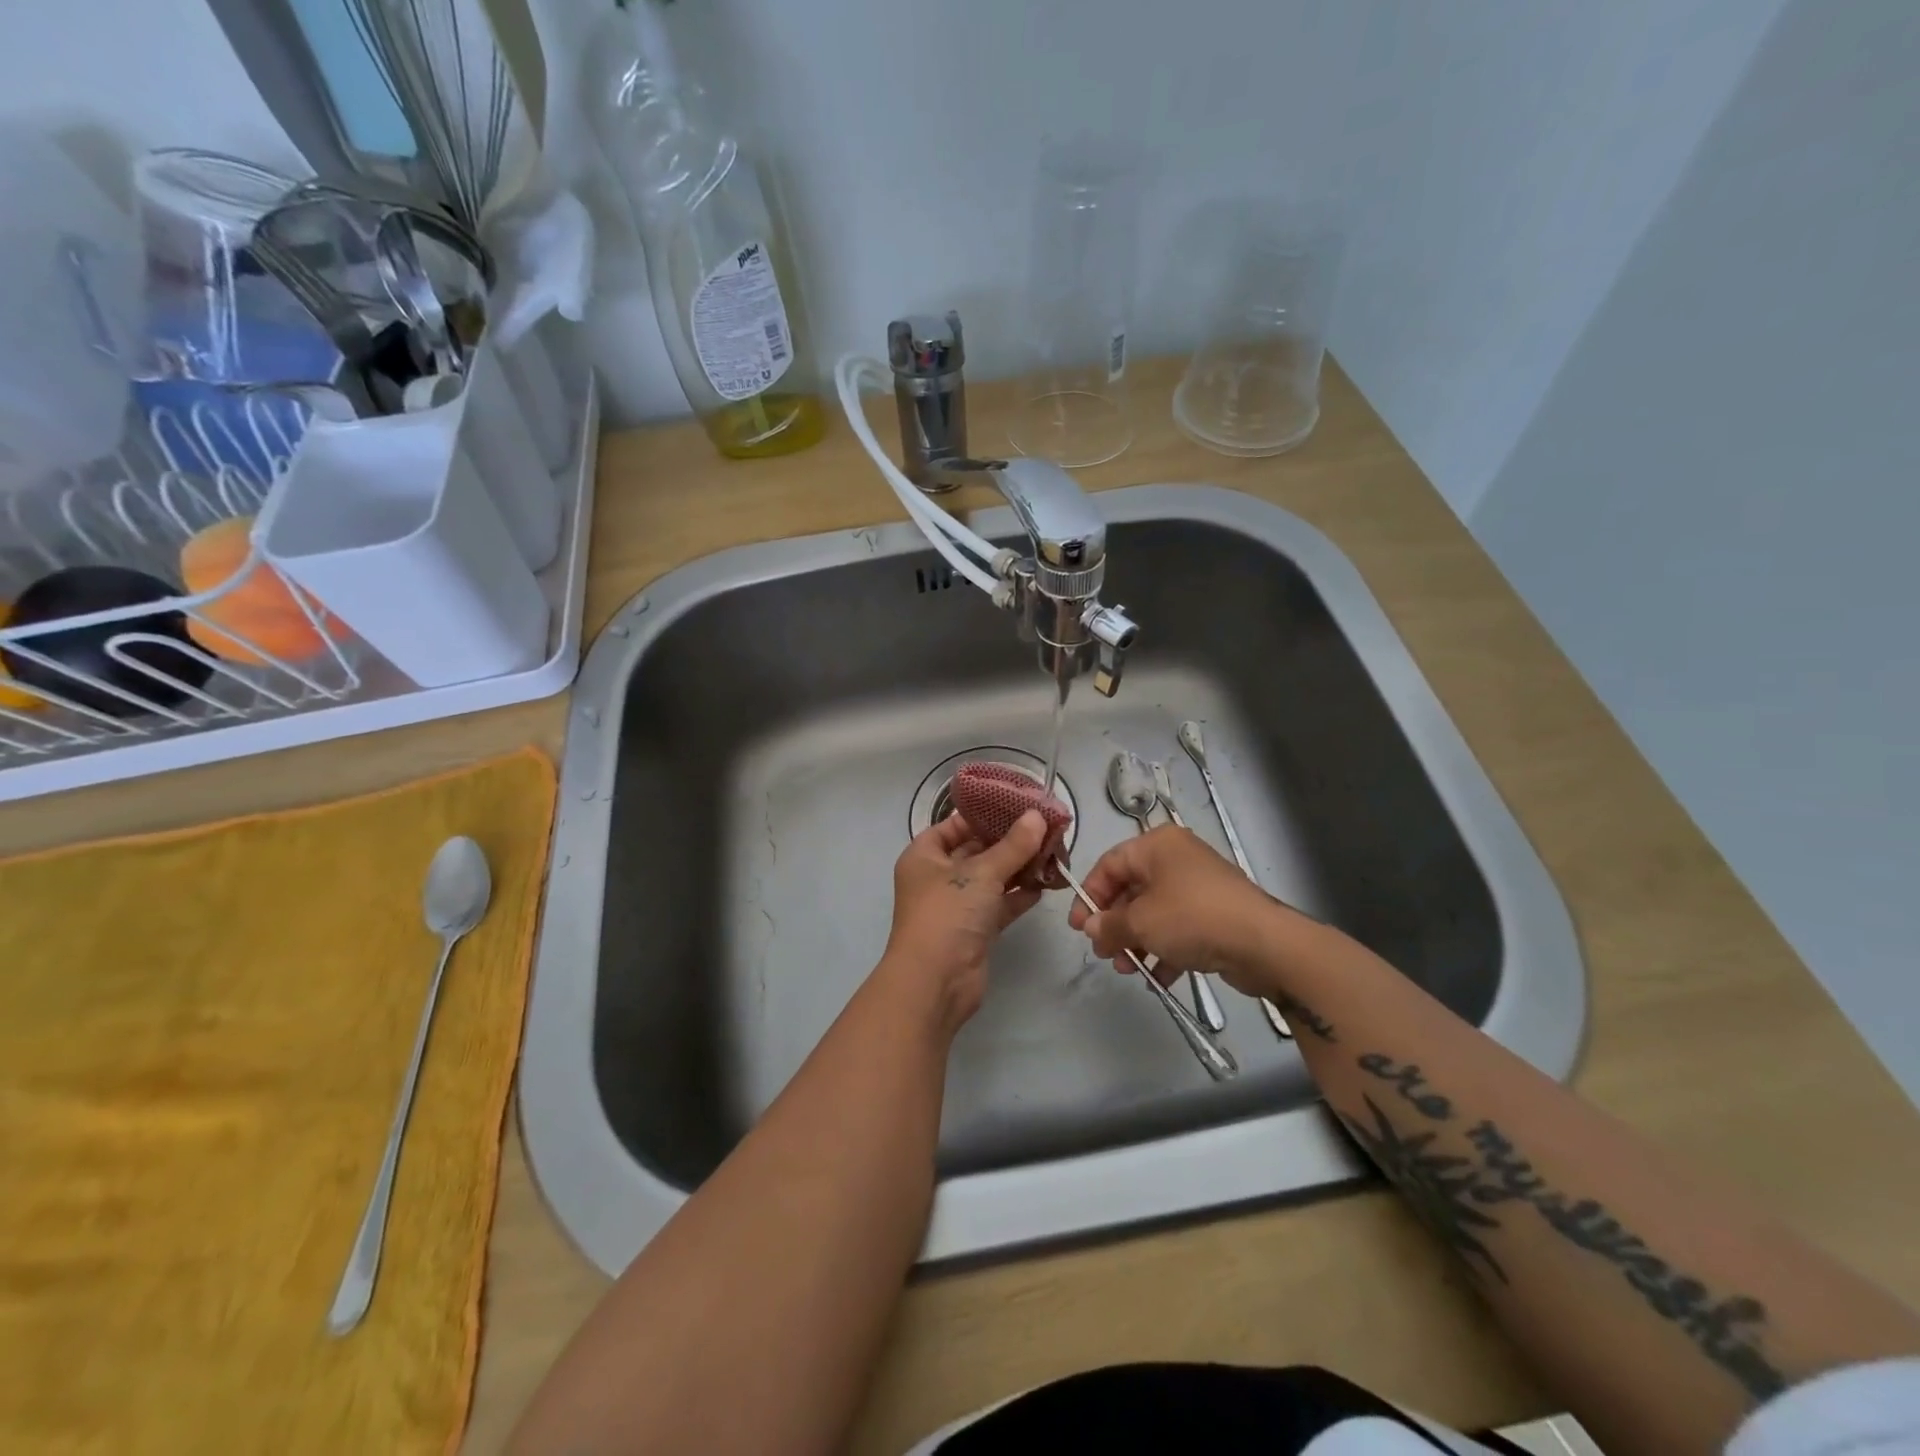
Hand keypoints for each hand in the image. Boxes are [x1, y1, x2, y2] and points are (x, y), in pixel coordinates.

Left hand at [879, 809, 1050, 1031]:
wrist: (935, 982)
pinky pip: (1000, 903)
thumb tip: (1037, 817)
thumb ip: (1013, 846)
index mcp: (924, 856)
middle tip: (1047, 828)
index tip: (1019, 806)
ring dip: (1019, 868)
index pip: (954, 825)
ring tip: (1055, 853)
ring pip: (991, 878)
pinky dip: (1019, 895)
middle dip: (1010, 842)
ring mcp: (956, 905)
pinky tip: (1047, 883)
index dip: (984, 815)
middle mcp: (937, 877)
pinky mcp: (975, 929)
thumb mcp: (981, 873)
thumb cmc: (947, 914)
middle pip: (977, 850)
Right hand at [1066, 826, 1284, 997]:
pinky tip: (1157, 979)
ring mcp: (1199, 887)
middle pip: (1131, 890)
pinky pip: (1179, 929)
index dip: (1089, 896)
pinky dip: (1165, 950)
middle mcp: (1177, 859)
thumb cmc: (1192, 918)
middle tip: (1104, 954)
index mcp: (1157, 846)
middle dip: (1114, 925)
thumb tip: (1091, 928)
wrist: (1263, 943)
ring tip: (1129, 970)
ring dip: (1137, 942)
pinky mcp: (1216, 914)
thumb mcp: (1140, 922)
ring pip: (1155, 912)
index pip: (1109, 865)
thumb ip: (1108, 925)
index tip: (1079, 928)